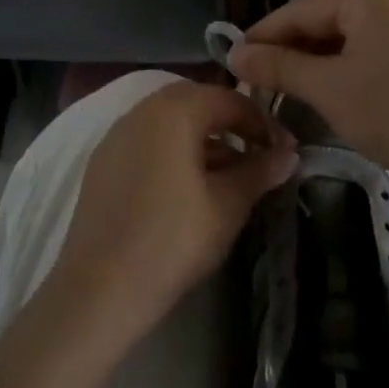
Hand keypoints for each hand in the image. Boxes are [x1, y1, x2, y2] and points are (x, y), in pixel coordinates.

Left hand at [51, 81, 297, 345]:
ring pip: (169, 122)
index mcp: (173, 111)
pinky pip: (147, 140)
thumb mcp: (227, 206)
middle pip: (196, 102)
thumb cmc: (172, 240)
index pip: (228, 99)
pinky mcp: (102, 162)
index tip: (284, 151)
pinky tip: (189, 186)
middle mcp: (141, 110)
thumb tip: (289, 154)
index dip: (262, 123)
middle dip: (230, 123)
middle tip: (256, 154)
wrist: (99, 288)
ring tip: (228, 174)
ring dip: (202, 138)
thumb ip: (259, 172)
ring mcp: (116, 135)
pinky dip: (173, 150)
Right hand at [230, 0, 388, 182]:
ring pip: (347, 34)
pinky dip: (340, 64)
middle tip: (255, 71)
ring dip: (313, 56)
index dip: (267, 31)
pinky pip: (368, 47)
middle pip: (327, 16)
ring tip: (282, 81)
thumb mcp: (327, 87)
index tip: (235, 55)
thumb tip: (235, 55)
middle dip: (290, 44)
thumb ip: (279, 66)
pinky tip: (322, 85)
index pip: (305, 6)